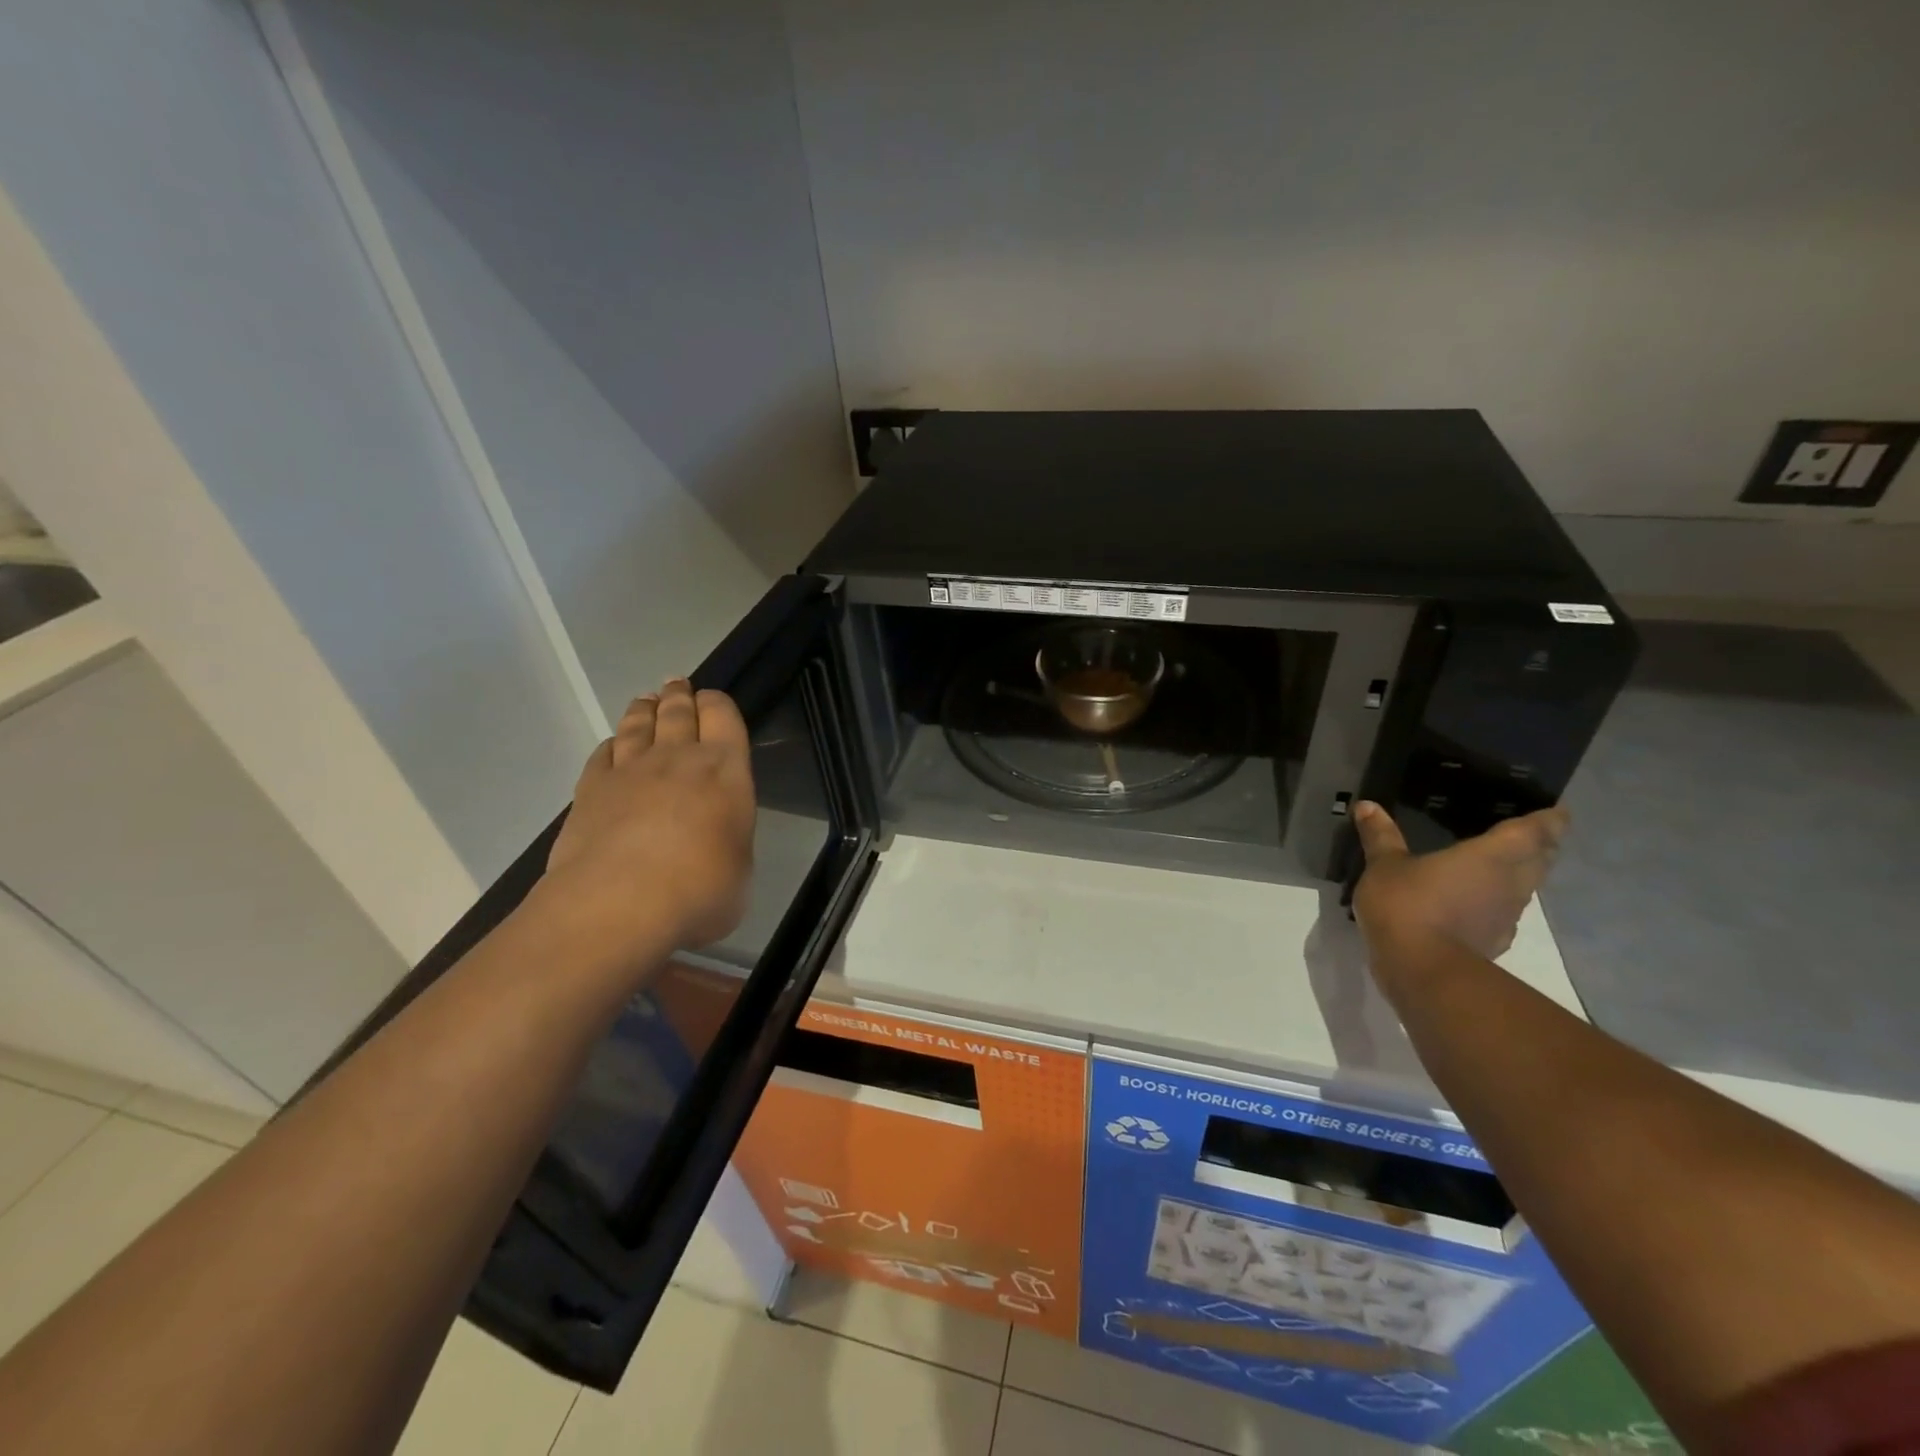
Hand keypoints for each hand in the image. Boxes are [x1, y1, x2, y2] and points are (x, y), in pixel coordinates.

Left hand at [544, 680, 755, 957]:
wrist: (619, 903)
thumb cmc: (700, 889)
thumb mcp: (739, 870)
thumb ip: (728, 843)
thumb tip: (714, 848)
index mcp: (725, 770)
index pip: (724, 716)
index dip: (718, 704)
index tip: (713, 701)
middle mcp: (677, 758)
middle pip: (677, 712)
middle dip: (679, 696)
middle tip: (677, 685)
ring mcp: (629, 771)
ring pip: (638, 726)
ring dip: (644, 710)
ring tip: (646, 701)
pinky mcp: (590, 791)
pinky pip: (603, 755)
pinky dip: (611, 746)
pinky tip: (613, 746)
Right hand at [1351, 800, 1569, 962]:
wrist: (1423, 971)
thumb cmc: (1408, 905)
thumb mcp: (1384, 865)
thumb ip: (1380, 836)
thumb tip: (1366, 805)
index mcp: (1490, 856)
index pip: (1533, 832)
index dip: (1549, 820)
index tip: (1558, 811)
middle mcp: (1509, 883)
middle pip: (1539, 860)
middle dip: (1541, 846)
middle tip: (1532, 833)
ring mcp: (1506, 916)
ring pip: (1525, 888)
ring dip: (1521, 875)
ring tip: (1502, 864)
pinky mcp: (1494, 941)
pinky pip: (1505, 913)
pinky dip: (1497, 903)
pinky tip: (1476, 903)